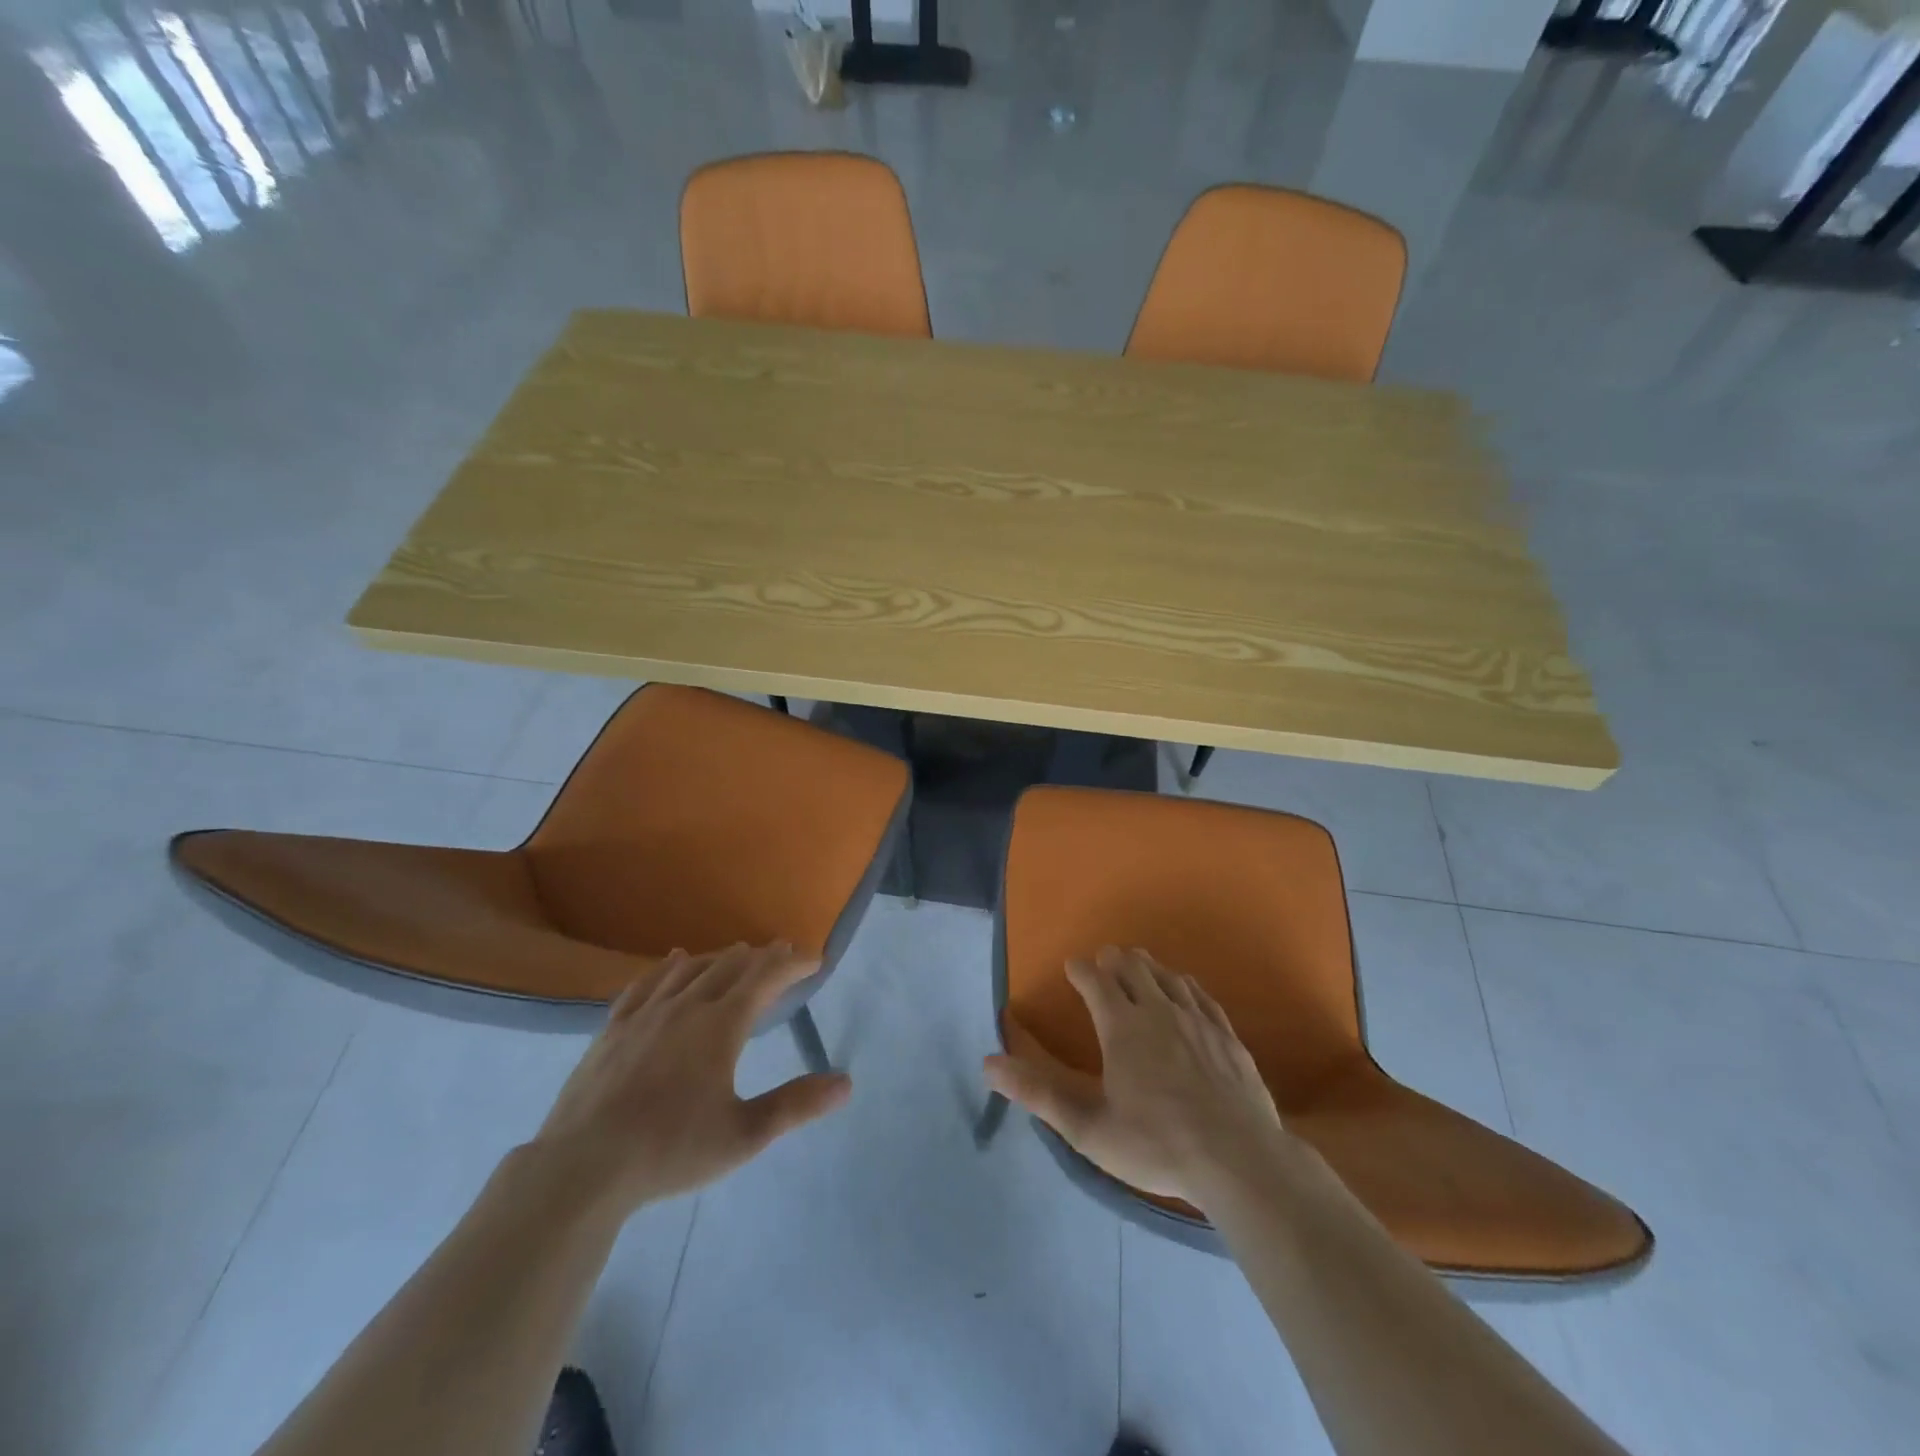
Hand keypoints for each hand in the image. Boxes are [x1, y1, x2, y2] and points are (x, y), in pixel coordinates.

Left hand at [530, 943, 850, 1214]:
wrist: (582, 1168)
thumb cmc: (670, 1150)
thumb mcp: (744, 1135)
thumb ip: (796, 1105)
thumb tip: (846, 1083)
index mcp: (721, 1026)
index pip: (765, 980)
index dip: (792, 965)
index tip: (814, 959)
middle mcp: (686, 1007)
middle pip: (730, 967)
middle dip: (761, 957)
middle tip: (782, 950)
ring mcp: (646, 1014)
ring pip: (691, 970)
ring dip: (720, 958)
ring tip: (738, 952)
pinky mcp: (614, 1028)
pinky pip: (647, 984)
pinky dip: (668, 967)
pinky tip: (674, 961)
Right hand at [984, 946, 1286, 1205]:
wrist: (1239, 1161)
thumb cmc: (1156, 1145)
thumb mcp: (1088, 1127)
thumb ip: (1038, 1093)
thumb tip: (989, 1064)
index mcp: (1122, 1027)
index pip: (1095, 980)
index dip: (1080, 969)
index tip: (1072, 966)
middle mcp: (1158, 1011)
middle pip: (1133, 968)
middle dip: (1114, 960)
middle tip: (1104, 960)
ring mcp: (1197, 1020)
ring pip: (1168, 977)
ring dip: (1149, 967)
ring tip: (1139, 965)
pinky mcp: (1227, 1036)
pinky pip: (1202, 996)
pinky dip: (1185, 985)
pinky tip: (1185, 990)